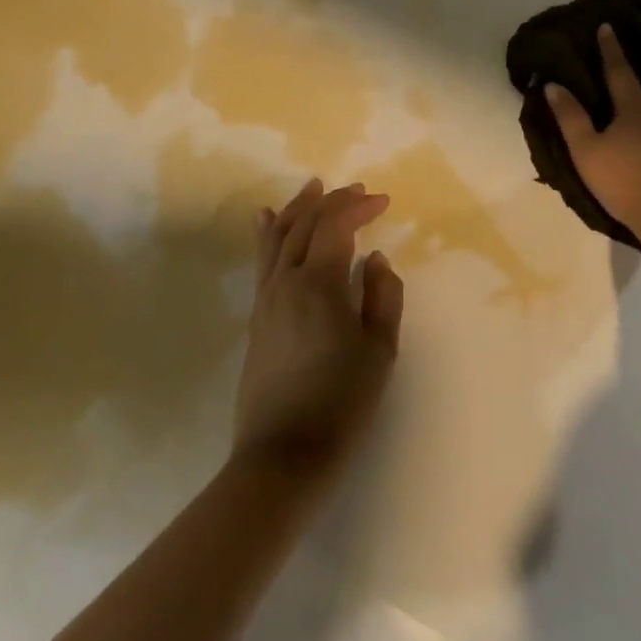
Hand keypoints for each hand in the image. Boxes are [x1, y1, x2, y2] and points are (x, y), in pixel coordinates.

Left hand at [232, 178, 404, 478]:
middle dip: (332, 201)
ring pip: (277, 238)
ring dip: (297, 209)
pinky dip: (268, 234)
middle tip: (357, 190)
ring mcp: (265, 299)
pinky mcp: (256, 317)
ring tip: (312, 188)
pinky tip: (265, 221)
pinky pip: (262, 261)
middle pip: (305, 225)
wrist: (284, 452)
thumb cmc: (341, 402)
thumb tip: (376, 260)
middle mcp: (285, 281)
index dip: (358, 207)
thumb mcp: (379, 351)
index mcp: (319, 284)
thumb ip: (383, 297)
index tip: (383, 201)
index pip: (335, 226)